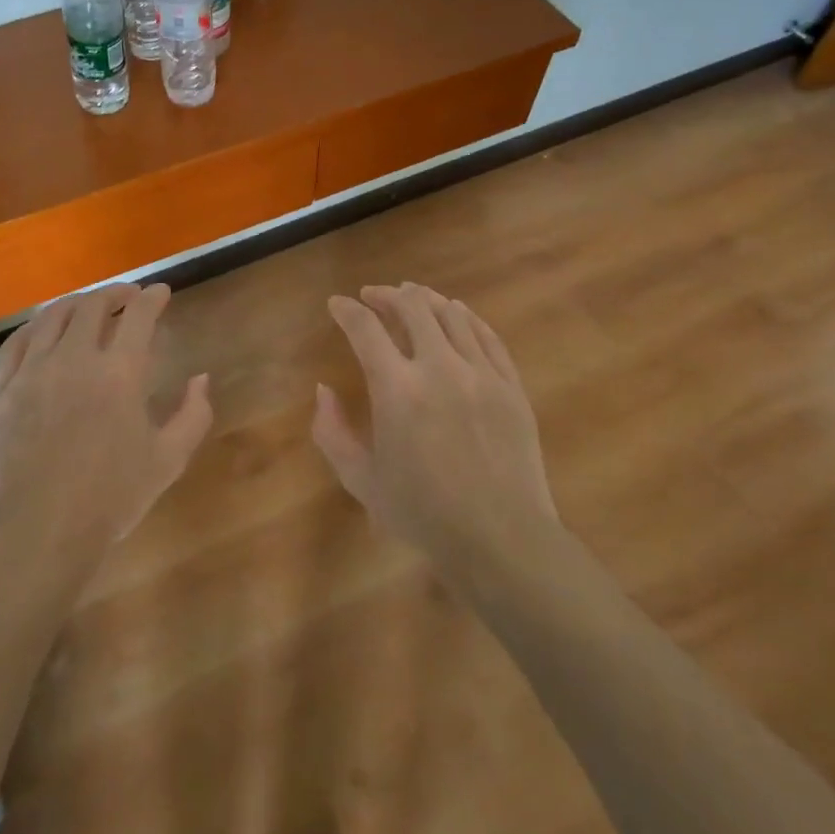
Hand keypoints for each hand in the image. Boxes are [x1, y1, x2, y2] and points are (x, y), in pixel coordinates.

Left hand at [0, 283, 211, 562]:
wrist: (40, 533)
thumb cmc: (111, 498)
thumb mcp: (169, 460)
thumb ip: (193, 414)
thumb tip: (201, 378)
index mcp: (119, 372)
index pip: (139, 315)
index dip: (152, 297)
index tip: (160, 292)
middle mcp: (74, 358)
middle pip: (93, 306)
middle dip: (115, 294)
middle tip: (127, 297)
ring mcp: (32, 371)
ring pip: (52, 316)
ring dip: (76, 303)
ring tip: (87, 306)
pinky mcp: (1, 390)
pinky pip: (16, 343)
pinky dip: (35, 327)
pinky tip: (42, 329)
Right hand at [314, 283, 556, 568]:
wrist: (501, 539)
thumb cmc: (424, 513)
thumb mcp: (361, 480)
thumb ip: (331, 432)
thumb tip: (323, 390)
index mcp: (396, 389)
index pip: (364, 328)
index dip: (346, 310)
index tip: (336, 304)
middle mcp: (439, 367)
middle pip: (412, 306)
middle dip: (386, 295)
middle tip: (374, 296)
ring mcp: (481, 373)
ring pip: (452, 314)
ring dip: (426, 300)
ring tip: (413, 298)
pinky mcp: (511, 385)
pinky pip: (487, 336)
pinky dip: (467, 317)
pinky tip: (457, 314)